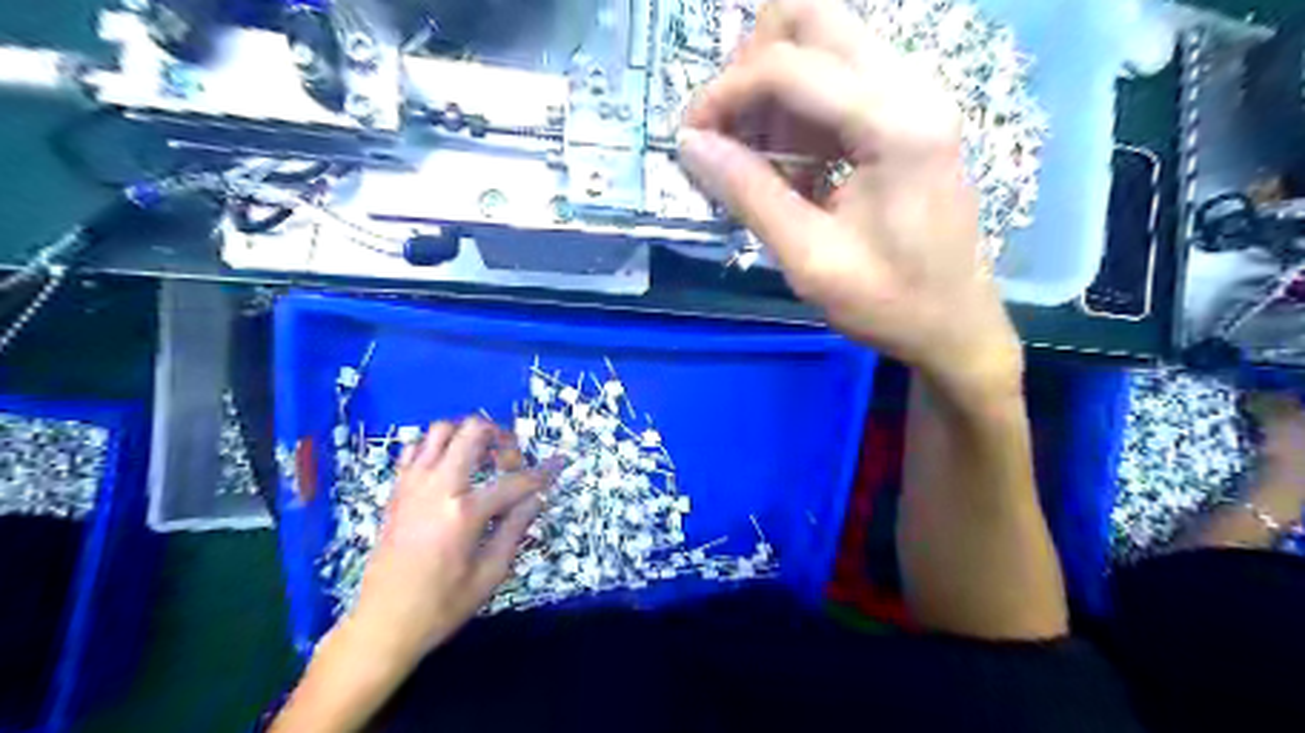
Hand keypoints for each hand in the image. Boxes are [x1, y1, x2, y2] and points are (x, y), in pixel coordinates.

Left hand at [352, 418, 560, 663]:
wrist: (381, 624)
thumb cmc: (441, 606)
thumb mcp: (489, 574)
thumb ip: (515, 528)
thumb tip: (537, 498)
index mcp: (465, 512)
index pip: (514, 481)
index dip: (542, 473)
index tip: (558, 464)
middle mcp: (438, 487)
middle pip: (473, 432)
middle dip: (501, 437)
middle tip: (511, 460)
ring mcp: (412, 484)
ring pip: (441, 430)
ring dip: (468, 435)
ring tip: (483, 458)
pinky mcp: (397, 490)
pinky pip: (416, 449)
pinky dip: (437, 447)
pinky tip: (450, 469)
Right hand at [679, 0, 1024, 393]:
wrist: (954, 323)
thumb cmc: (889, 301)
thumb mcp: (810, 258)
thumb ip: (750, 194)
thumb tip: (690, 144)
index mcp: (895, 123)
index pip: (789, 65)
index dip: (725, 92)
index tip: (690, 137)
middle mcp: (912, 85)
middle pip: (812, 19)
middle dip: (752, 67)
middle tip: (729, 131)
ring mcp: (915, 92)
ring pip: (823, 40)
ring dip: (774, 87)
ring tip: (759, 158)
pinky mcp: (909, 110)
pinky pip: (839, 76)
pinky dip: (799, 106)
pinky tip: (791, 163)